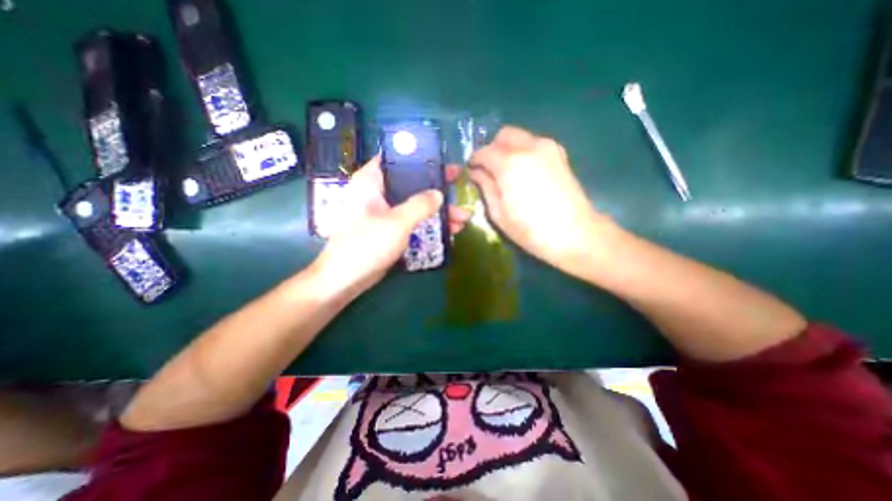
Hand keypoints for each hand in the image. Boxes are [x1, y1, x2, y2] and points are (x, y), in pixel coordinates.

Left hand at [311, 157, 468, 297]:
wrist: (346, 279)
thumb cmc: (366, 244)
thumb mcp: (397, 222)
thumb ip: (420, 205)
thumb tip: (439, 194)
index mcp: (371, 181)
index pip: (397, 159)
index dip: (421, 158)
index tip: (444, 163)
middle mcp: (377, 193)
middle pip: (411, 184)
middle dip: (437, 191)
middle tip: (459, 192)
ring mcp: (384, 212)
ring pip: (415, 204)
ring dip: (437, 211)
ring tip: (462, 219)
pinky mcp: (390, 229)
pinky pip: (413, 220)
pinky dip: (429, 224)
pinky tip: (449, 230)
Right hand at [470, 127, 609, 271]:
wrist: (574, 234)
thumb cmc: (530, 229)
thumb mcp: (499, 213)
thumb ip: (486, 187)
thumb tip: (477, 173)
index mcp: (510, 163)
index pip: (484, 152)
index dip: (475, 161)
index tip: (472, 171)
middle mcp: (529, 146)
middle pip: (503, 135)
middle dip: (492, 149)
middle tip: (488, 169)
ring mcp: (548, 147)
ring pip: (520, 137)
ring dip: (508, 149)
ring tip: (506, 172)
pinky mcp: (560, 154)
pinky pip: (534, 144)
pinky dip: (523, 152)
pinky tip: (524, 172)